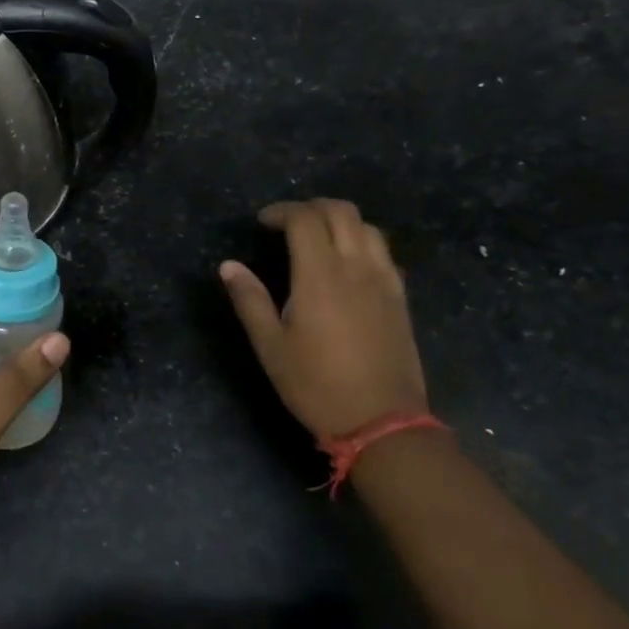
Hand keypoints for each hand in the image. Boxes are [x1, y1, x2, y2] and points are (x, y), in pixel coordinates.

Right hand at [219, 199, 427, 443]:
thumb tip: (229, 266)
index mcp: (320, 276)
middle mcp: (356, 267)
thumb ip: (250, 301)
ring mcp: (384, 280)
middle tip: (288, 223)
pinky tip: (348, 264)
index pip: (304, 220)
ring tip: (318, 238)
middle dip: (311, 207)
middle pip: (341, 211)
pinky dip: (362, 241)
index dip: (281, 211)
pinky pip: (384, 251)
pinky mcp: (400, 297)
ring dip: (340, 220)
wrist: (382, 421)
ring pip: (368, 227)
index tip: (263, 222)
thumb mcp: (271, 348)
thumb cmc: (317, 386)